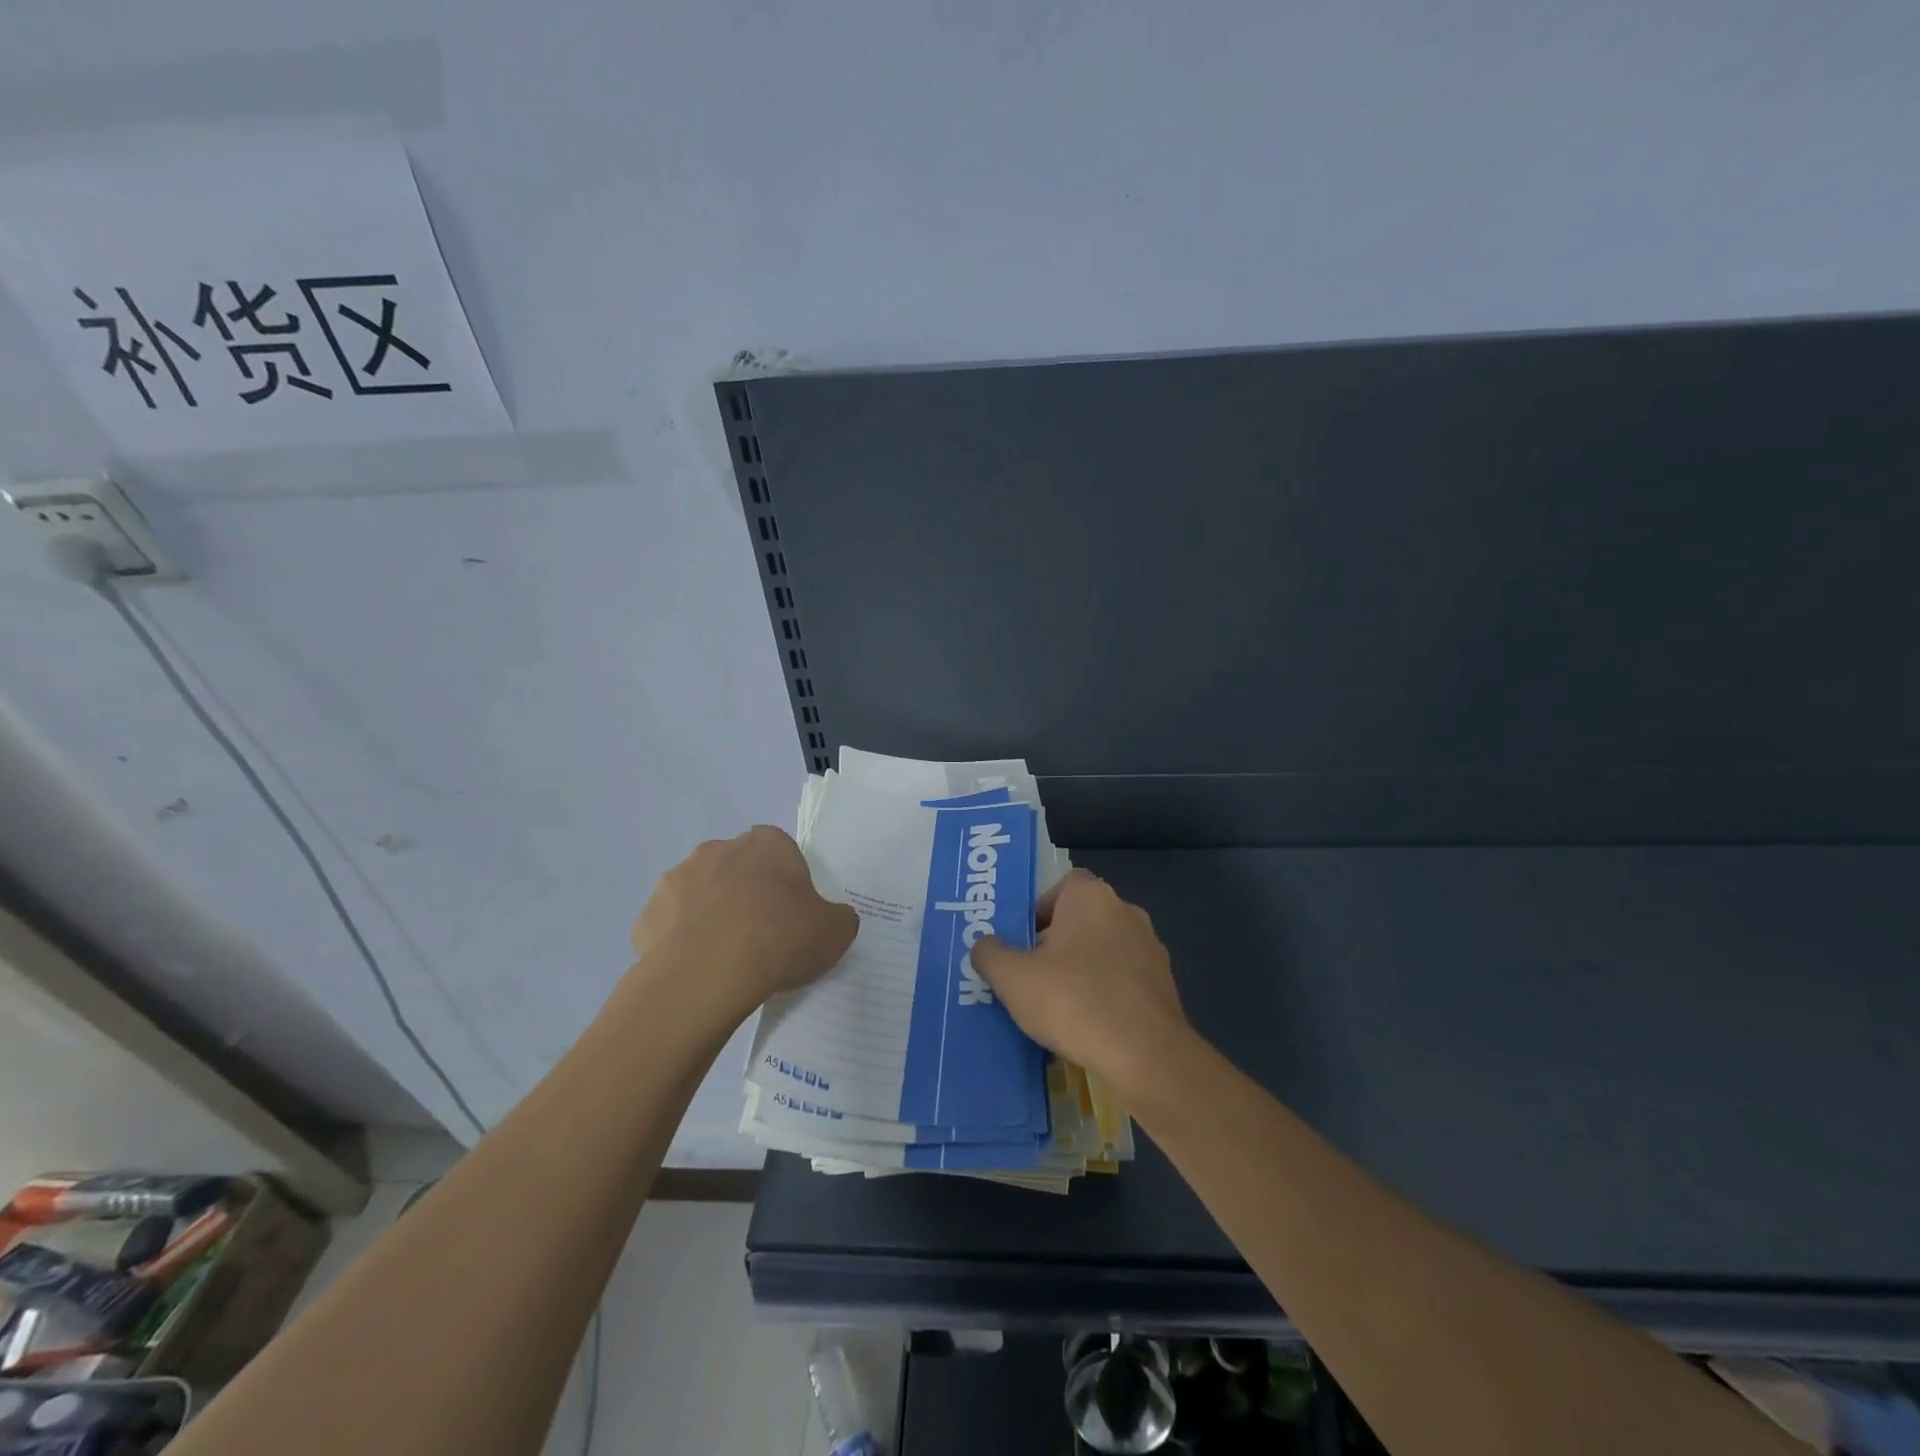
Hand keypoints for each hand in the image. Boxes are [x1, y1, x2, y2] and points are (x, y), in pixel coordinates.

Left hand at [632, 826, 858, 1015]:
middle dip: (746, 895)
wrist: (708, 974)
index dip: (787, 882)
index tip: (793, 914)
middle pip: (738, 868)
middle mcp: (718, 849)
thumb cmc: (779, 939)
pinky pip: (671, 926)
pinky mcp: (648, 916)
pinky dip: (682, 943)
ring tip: (727, 958)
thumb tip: (833, 919)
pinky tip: (698, 971)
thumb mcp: (834, 932)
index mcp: (766, 844)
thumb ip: (838, 918)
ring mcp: (676, 879)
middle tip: (762, 936)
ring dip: (711, 915)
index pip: (781, 852)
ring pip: (700, 894)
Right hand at [970, 870, 1189, 1091]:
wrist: (1145, 1054)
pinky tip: (1090, 1024)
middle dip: (1058, 941)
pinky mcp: (1165, 984)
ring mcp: (1151, 948)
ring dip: (1084, 968)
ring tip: (1059, 1004)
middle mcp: (1125, 911)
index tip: (1023, 939)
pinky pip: (1125, 979)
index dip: (1041, 908)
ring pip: (1105, 949)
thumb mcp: (1013, 978)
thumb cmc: (1073, 1000)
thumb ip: (990, 954)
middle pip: (1083, 917)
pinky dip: (1107, 992)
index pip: (1063, 884)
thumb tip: (985, 945)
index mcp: (1090, 897)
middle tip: (1032, 973)